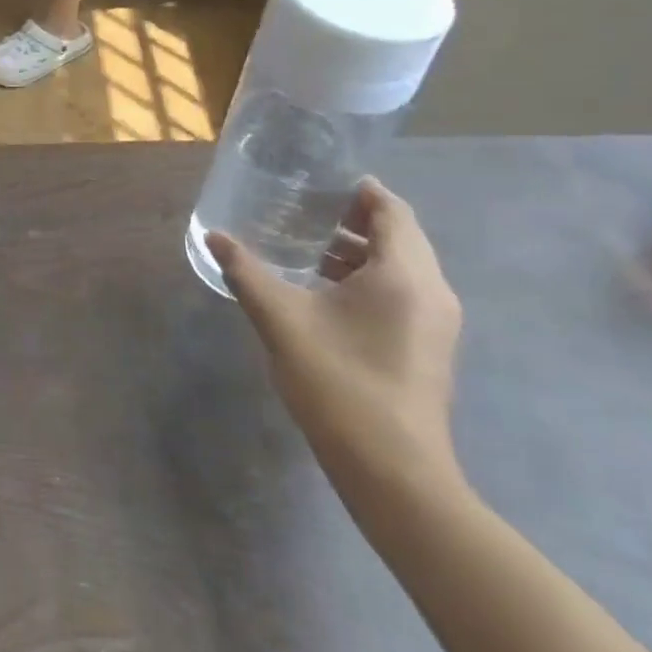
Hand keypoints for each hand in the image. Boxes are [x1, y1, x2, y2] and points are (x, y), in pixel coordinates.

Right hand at [206, 179, 462, 492]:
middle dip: (354, 219)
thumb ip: (247, 272)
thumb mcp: (281, 320)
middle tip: (303, 209)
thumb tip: (214, 236)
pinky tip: (325, 292)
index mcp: (404, 274)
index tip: (318, 181)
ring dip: (359, 251)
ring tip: (306, 247)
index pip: (391, 210)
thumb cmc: (339, 383)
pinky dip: (368, 278)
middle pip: (400, 235)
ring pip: (401, 266)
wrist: (393, 471)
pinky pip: (403, 292)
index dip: (359, 190)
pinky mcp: (429, 346)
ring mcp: (436, 322)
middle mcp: (432, 290)